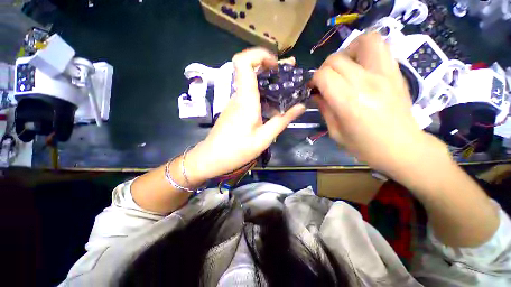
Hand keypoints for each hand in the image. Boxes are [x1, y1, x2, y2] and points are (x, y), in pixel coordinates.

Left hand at [186, 48, 305, 180]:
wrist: (212, 157)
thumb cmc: (237, 150)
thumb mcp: (264, 138)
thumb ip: (282, 121)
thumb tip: (301, 107)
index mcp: (245, 99)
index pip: (243, 62)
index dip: (259, 54)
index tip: (276, 64)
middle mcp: (238, 96)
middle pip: (249, 69)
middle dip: (270, 66)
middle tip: (289, 72)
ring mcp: (235, 102)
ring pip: (250, 82)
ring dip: (268, 80)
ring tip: (286, 86)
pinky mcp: (234, 109)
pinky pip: (249, 94)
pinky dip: (262, 93)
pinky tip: (273, 103)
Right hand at [311, 33, 427, 172]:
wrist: (402, 148)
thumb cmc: (364, 146)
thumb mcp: (335, 132)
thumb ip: (324, 108)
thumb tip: (316, 93)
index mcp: (348, 101)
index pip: (324, 75)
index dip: (313, 80)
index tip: (313, 88)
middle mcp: (366, 82)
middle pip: (336, 59)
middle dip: (324, 69)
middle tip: (326, 82)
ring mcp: (384, 73)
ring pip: (363, 41)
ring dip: (347, 51)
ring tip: (345, 66)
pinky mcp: (395, 72)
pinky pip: (380, 46)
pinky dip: (365, 49)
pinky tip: (360, 65)